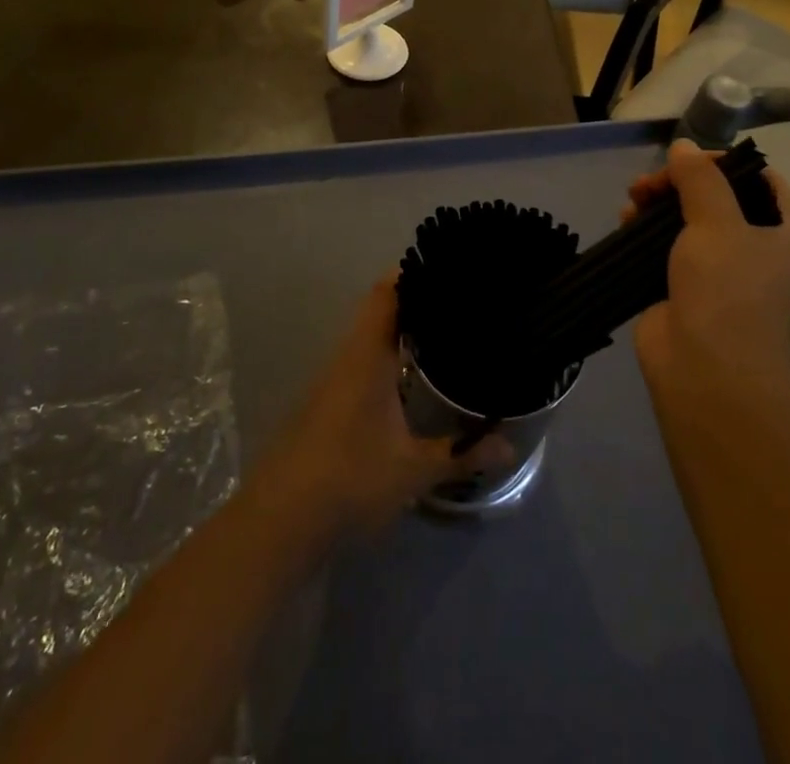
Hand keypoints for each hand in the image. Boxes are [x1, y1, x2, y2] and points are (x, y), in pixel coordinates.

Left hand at [257, 276, 511, 541]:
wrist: (279, 521)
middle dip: (416, 300)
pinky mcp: (326, 403)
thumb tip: (509, 446)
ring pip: (369, 336)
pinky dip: (387, 355)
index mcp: (368, 354)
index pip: (387, 292)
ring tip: (443, 331)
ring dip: (400, 328)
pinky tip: (410, 377)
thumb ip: (462, 455)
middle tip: (458, 301)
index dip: (413, 273)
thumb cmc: (350, 480)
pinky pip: (362, 360)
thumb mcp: (414, 470)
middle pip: (380, 309)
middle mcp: (348, 356)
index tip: (447, 267)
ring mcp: (333, 379)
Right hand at [628, 140, 789, 402]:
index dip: (727, 163)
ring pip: (687, 221)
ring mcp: (717, 272)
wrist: (706, 374)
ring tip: (632, 202)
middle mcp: (754, 250)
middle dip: (681, 182)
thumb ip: (700, 179)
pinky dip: (646, 231)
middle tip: (648, 184)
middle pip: (717, 198)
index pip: (762, 182)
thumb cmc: (726, 292)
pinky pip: (665, 247)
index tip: (689, 159)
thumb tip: (683, 146)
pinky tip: (625, 223)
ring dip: (659, 204)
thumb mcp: (717, 223)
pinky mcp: (683, 289)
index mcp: (782, 233)